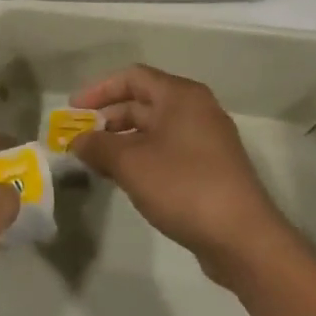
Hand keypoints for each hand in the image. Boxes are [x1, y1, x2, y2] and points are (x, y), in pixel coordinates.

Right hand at [69, 65, 286, 285]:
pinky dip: (141, 157)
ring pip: (153, 129)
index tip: (73, 110)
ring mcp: (206, 140)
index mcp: (180, 96)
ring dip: (121, 141)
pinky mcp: (209, 168)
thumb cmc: (183, 186)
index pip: (132, 77)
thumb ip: (97, 146)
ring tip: (94, 161)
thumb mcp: (129, 163)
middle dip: (107, 118)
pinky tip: (123, 178)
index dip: (98, 90)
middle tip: (79, 138)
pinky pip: (166, 150)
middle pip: (142, 102)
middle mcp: (196, 110)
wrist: (242, 238)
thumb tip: (76, 141)